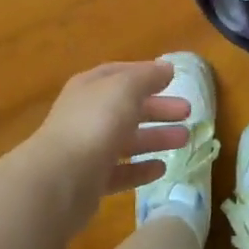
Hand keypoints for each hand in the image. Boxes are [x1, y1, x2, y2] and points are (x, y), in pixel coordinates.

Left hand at [32, 62, 191, 227]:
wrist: (61, 178)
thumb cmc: (95, 122)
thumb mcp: (125, 88)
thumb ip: (147, 76)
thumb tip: (166, 67)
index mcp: (89, 87)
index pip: (119, 74)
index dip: (145, 74)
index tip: (171, 79)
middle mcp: (86, 115)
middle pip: (127, 107)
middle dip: (157, 108)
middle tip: (188, 112)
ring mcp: (87, 149)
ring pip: (127, 140)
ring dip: (156, 137)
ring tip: (185, 139)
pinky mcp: (90, 181)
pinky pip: (121, 172)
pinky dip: (141, 169)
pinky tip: (162, 169)